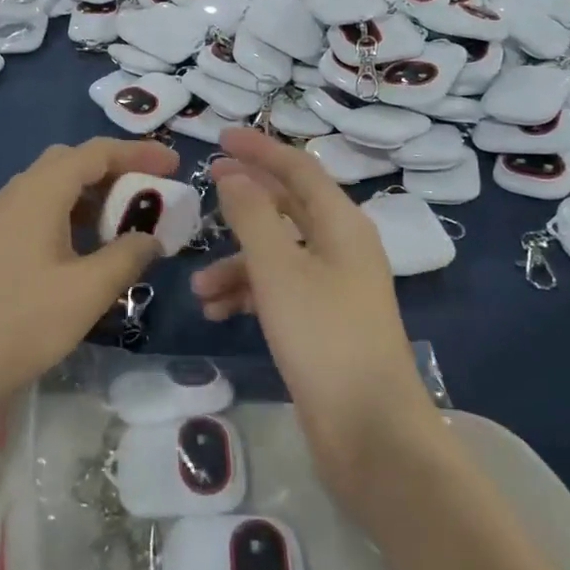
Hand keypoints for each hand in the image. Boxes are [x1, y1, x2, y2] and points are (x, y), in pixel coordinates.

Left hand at [0, 139, 178, 438]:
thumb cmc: (13, 324)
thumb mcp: (84, 294)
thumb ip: (126, 258)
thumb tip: (151, 238)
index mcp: (40, 191)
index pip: (97, 152)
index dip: (139, 153)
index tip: (176, 167)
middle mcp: (16, 194)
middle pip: (72, 164)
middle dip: (116, 173)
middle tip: (151, 197)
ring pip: (53, 192)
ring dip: (93, 200)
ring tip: (126, 230)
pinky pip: (38, 217)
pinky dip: (71, 222)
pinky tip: (84, 258)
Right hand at [192, 129, 438, 500]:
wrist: (370, 431)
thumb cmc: (323, 336)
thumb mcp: (278, 269)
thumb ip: (252, 215)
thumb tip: (234, 176)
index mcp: (341, 224)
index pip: (298, 168)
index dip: (260, 149)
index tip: (220, 137)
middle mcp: (342, 248)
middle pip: (288, 207)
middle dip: (245, 201)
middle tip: (205, 188)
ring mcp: (335, 288)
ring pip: (277, 255)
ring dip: (236, 263)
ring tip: (199, 289)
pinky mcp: (323, 323)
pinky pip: (279, 291)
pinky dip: (248, 295)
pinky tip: (219, 314)